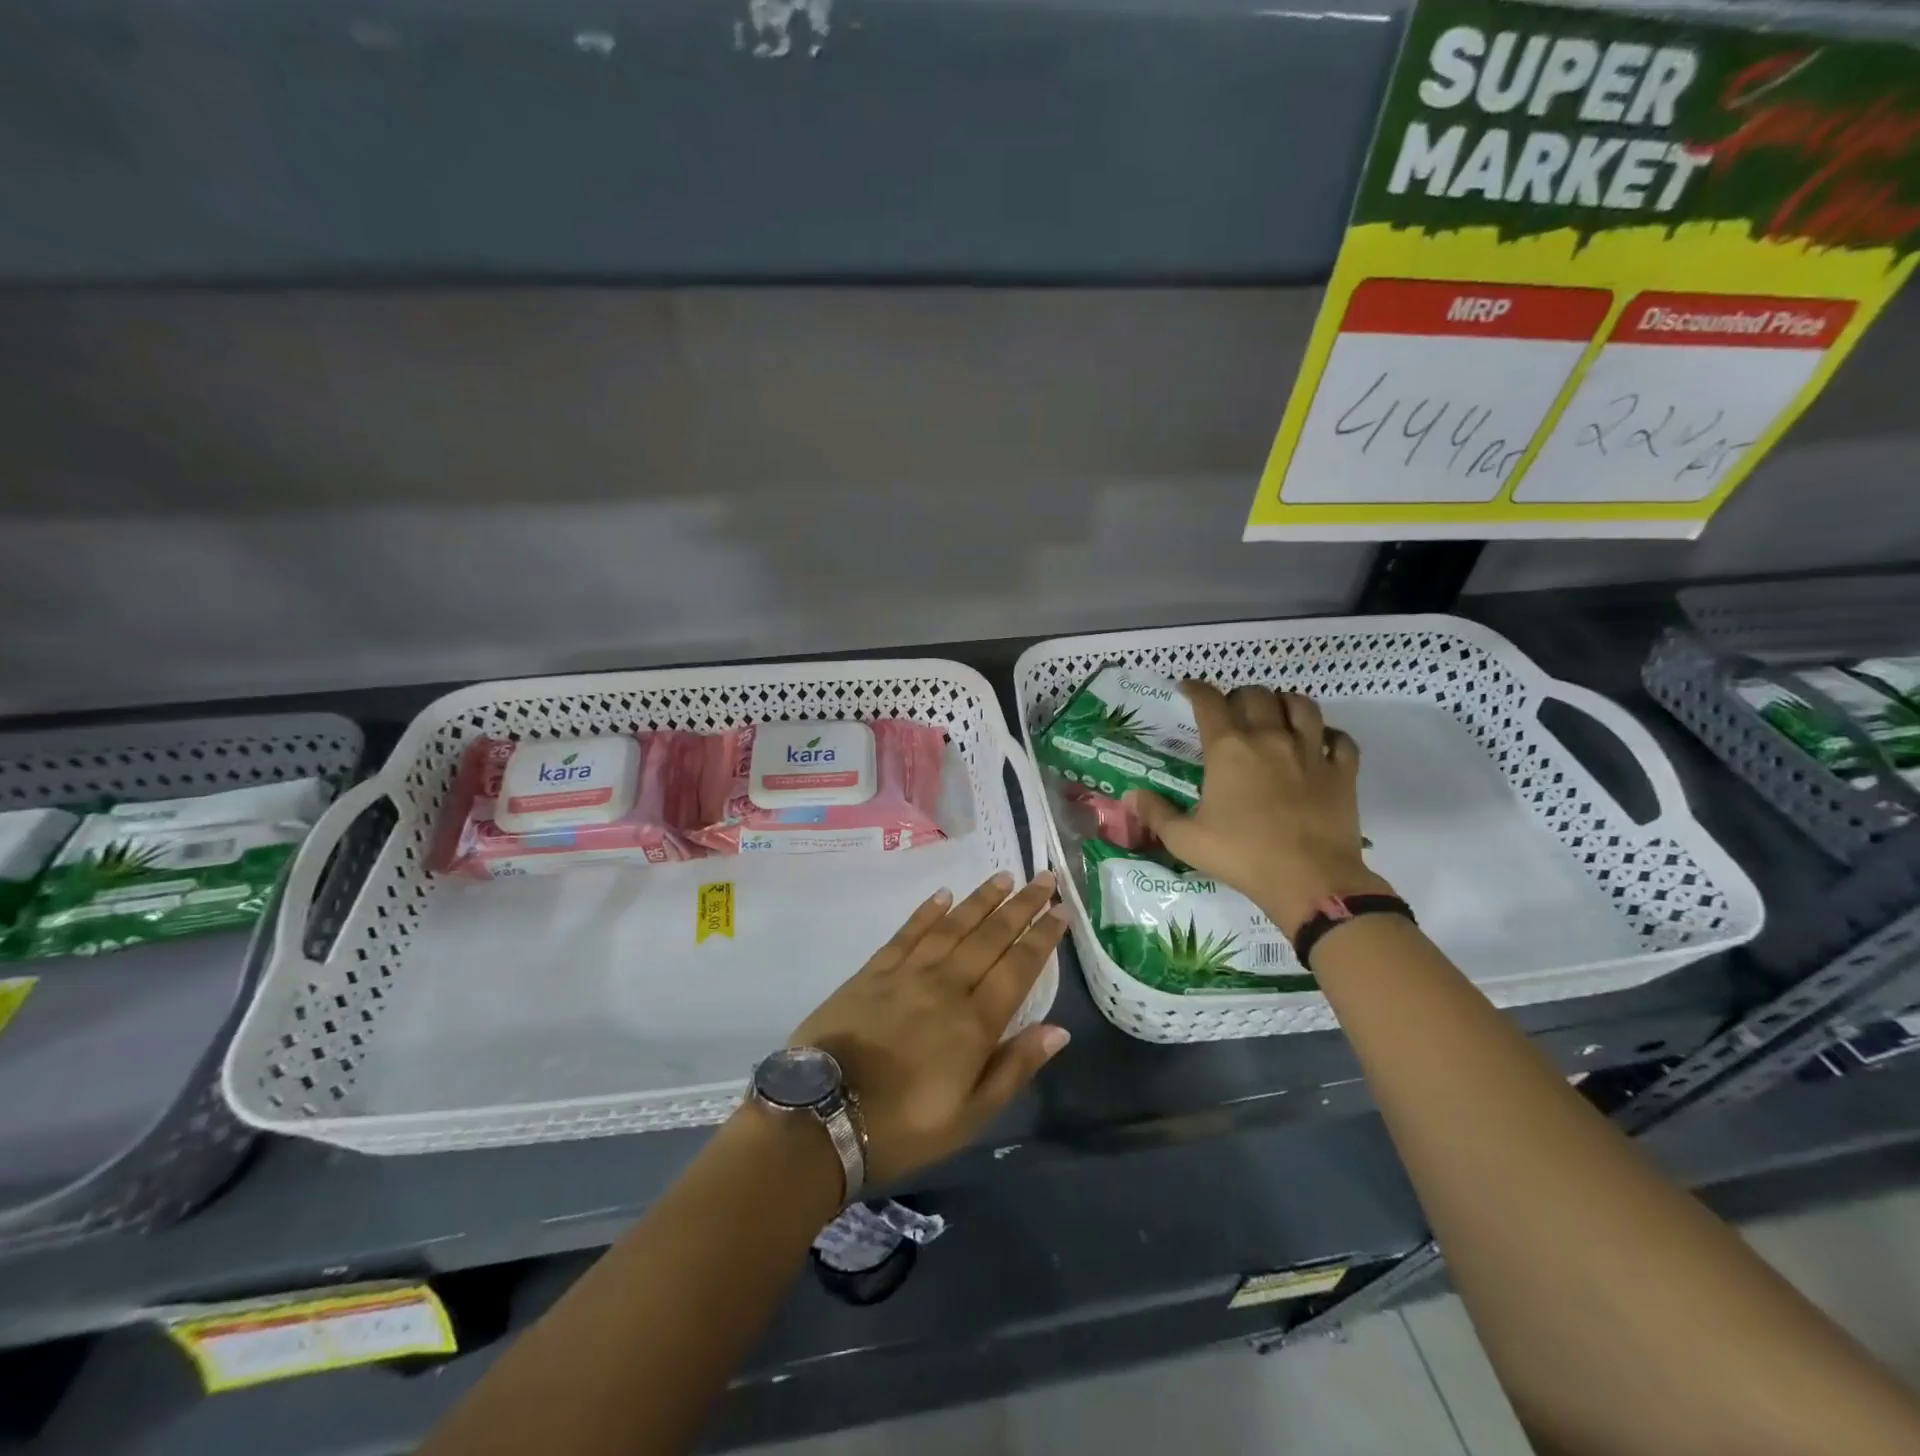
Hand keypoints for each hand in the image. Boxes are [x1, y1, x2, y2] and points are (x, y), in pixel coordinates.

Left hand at [788, 872, 1070, 1185]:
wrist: (821, 1117)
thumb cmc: (903, 1127)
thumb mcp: (970, 1116)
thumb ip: (1015, 1067)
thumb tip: (1059, 1030)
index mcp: (974, 1023)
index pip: (1018, 967)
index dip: (1042, 937)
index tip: (1061, 910)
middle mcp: (946, 986)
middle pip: (990, 937)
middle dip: (1021, 906)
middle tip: (1044, 878)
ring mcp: (907, 974)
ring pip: (952, 926)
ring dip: (980, 900)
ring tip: (1004, 878)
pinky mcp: (872, 972)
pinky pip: (907, 933)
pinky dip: (927, 912)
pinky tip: (943, 895)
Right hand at [1123, 682, 1391, 935]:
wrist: (1310, 880)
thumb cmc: (1241, 856)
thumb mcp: (1185, 840)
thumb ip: (1156, 813)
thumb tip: (1131, 796)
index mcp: (1228, 749)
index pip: (1209, 701)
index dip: (1195, 689)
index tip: (1187, 690)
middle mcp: (1269, 738)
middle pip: (1256, 695)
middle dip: (1240, 697)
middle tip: (1232, 712)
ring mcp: (1311, 751)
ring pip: (1302, 705)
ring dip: (1285, 704)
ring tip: (1276, 716)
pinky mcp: (1342, 771)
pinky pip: (1340, 739)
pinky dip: (1329, 735)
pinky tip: (1320, 744)